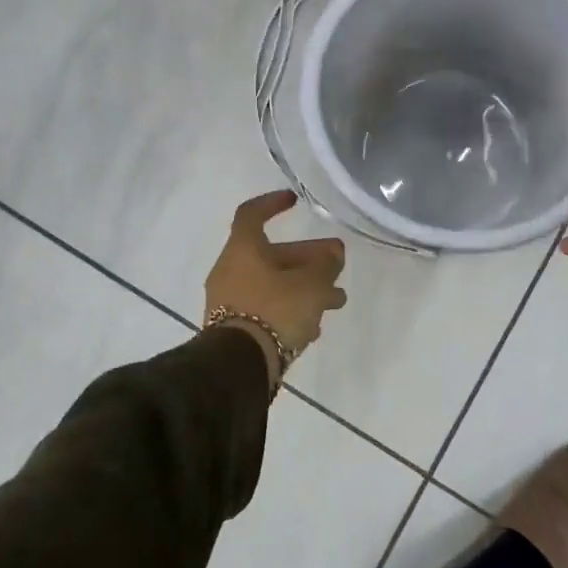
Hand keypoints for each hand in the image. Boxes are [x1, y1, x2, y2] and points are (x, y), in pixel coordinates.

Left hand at [205, 190, 347, 381]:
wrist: (239, 366)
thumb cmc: (274, 311)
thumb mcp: (310, 285)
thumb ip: (325, 266)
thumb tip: (332, 253)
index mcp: (243, 249)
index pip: (251, 213)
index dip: (273, 203)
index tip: (294, 201)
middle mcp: (231, 270)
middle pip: (272, 254)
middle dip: (308, 257)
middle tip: (338, 263)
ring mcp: (229, 300)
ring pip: (273, 283)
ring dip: (305, 286)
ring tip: (336, 300)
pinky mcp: (234, 328)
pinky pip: (266, 308)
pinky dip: (290, 308)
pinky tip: (314, 325)